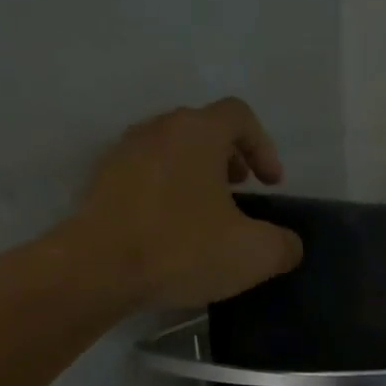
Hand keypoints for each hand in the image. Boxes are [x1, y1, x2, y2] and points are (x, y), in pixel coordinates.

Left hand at [60, 98, 304, 311]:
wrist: (96, 269)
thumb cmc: (182, 249)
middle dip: (229, 158)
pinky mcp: (101, 182)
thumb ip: (284, 245)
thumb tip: (289, 244)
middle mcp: (158, 130)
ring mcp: (123, 153)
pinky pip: (145, 176)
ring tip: (207, 214)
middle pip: (202, 129)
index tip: (270, 184)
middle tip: (241, 192)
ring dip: (196, 175)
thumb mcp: (254, 254)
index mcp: (198, 132)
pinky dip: (166, 192)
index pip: (239, 116)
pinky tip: (172, 231)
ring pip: (171, 151)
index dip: (264, 146)